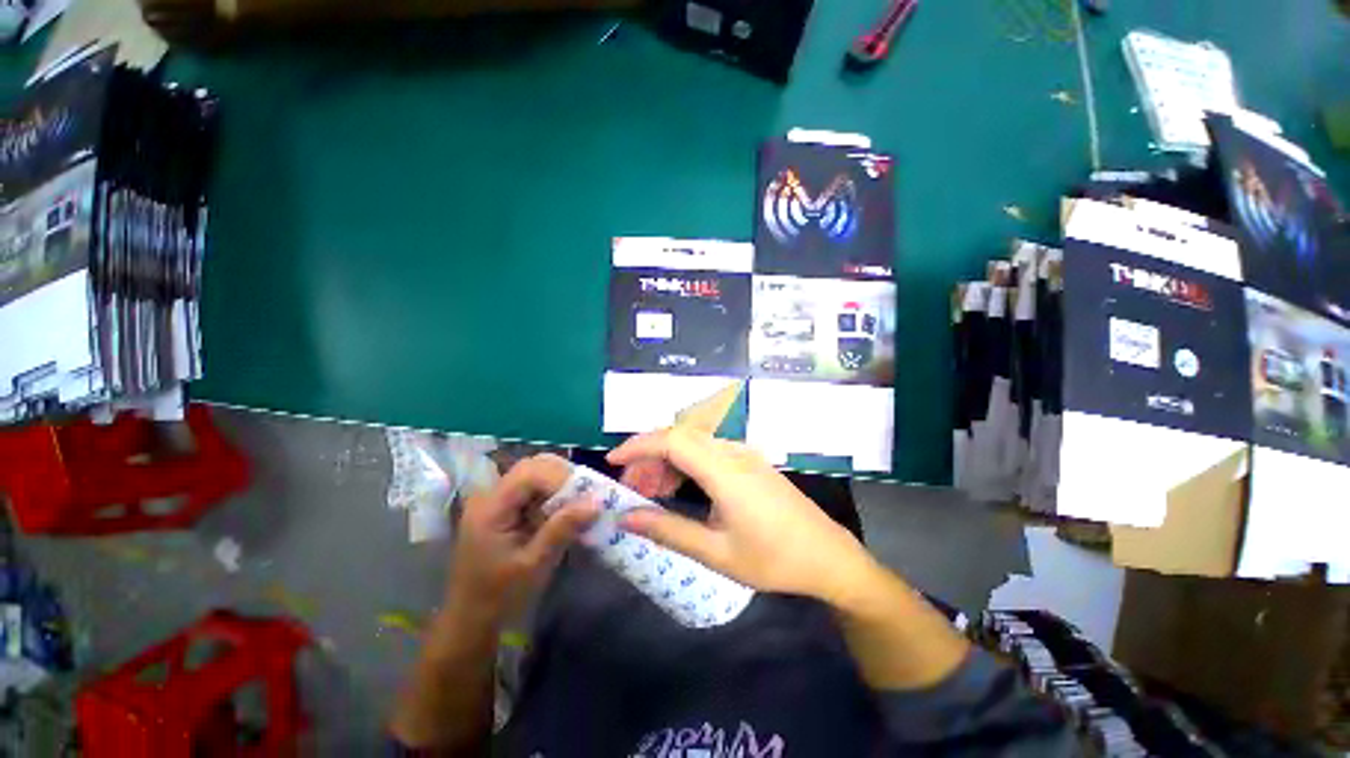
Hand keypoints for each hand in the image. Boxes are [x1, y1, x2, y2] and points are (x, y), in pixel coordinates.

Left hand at [446, 453, 597, 620]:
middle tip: (585, 495)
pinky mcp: (502, 507)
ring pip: (533, 474)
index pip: (529, 473)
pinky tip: (562, 510)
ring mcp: (494, 500)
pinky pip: (531, 488)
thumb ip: (563, 528)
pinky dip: (551, 494)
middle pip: (531, 466)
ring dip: (558, 484)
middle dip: (562, 477)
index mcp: (491, 508)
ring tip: (578, 503)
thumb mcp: (535, 564)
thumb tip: (597, 501)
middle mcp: (489, 495)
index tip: (586, 495)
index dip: (561, 477)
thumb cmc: (500, 595)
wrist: (471, 619)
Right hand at [607, 428, 876, 604]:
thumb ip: (668, 531)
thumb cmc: (773, 560)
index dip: (638, 445)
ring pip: (693, 443)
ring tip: (650, 493)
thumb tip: (625, 518)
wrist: (827, 557)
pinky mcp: (749, 461)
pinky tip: (678, 488)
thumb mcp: (716, 553)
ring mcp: (743, 453)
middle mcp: (733, 452)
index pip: (672, 440)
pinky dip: (685, 464)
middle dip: (648, 457)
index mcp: (725, 471)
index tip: (612, 463)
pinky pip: (708, 451)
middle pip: (679, 437)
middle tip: (630, 490)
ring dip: (666, 461)